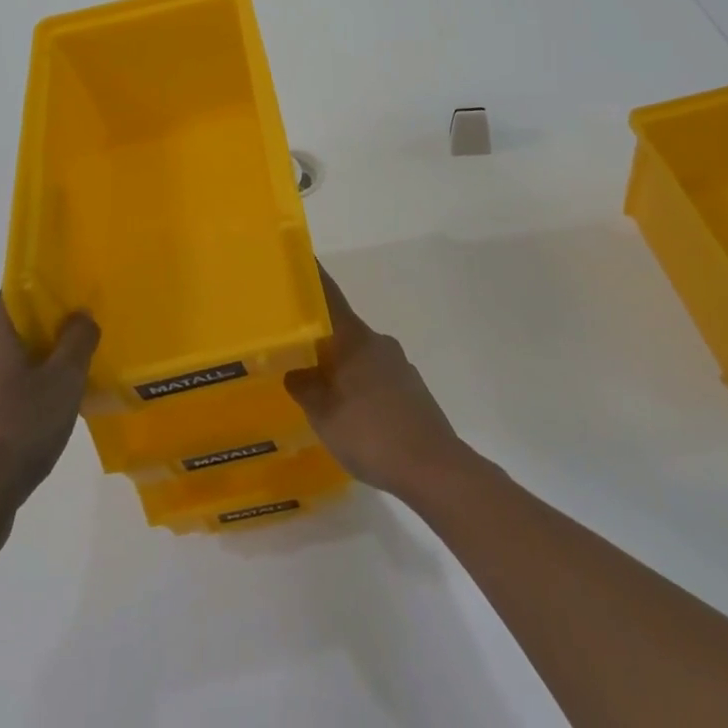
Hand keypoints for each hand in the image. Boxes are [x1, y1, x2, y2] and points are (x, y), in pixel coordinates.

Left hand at [0, 297, 98, 535]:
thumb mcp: (63, 381)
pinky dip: (39, 385)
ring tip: (87, 361)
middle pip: (22, 320)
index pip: (20, 285)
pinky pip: (14, 387)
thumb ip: (78, 340)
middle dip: (57, 318)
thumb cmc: (16, 432)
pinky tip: (63, 403)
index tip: (82, 280)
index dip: (50, 278)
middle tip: (95, 320)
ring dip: (50, 355)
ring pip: (20, 356)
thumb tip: (81, 315)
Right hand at [285, 268, 466, 500]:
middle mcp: (378, 342)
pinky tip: (353, 415)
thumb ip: (305, 387)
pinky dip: (360, 387)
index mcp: (354, 339)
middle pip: (343, 329)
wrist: (433, 467)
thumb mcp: (323, 415)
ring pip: (360, 356)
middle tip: (296, 347)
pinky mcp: (412, 389)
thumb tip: (294, 369)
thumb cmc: (370, 434)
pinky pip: (376, 377)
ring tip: (320, 390)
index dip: (314, 278)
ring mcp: (398, 365)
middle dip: (321, 336)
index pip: (329, 297)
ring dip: (341, 365)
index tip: (301, 260)